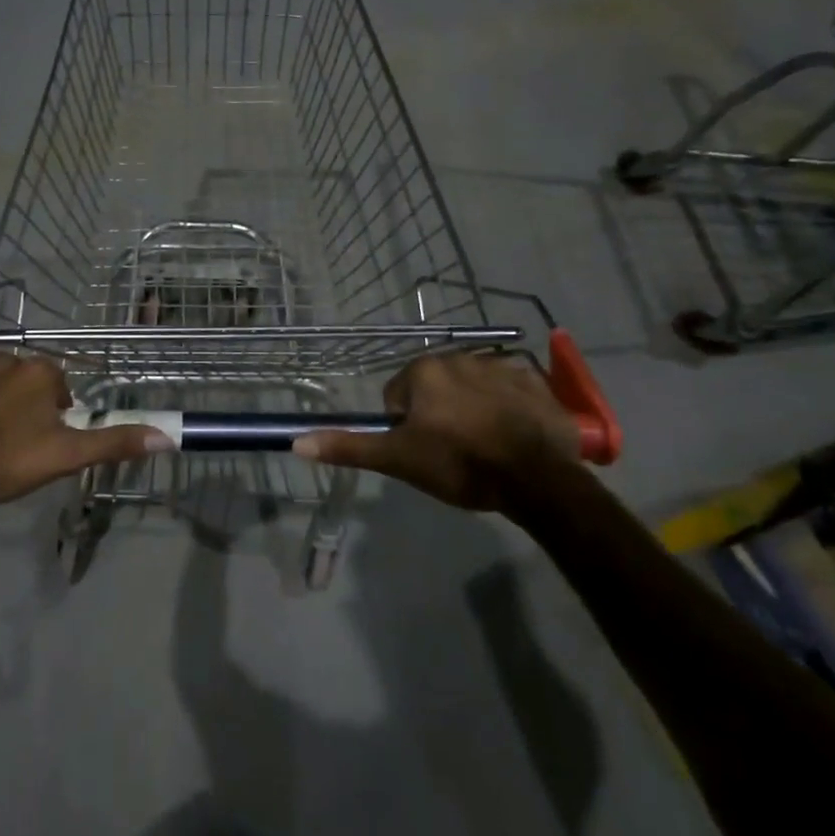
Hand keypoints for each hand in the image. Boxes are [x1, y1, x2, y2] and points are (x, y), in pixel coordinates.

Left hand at [0, 354, 172, 507]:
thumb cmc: (3, 458)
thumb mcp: (65, 456)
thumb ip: (113, 442)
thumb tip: (167, 435)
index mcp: (38, 372)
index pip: (58, 387)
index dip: (55, 416)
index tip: (43, 442)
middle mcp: (4, 357)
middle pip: (22, 381)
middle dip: (22, 406)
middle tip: (11, 444)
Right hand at [293, 352, 583, 518]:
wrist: (537, 479)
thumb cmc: (459, 464)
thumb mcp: (398, 459)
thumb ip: (349, 447)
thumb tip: (297, 442)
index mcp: (424, 370)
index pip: (399, 395)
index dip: (406, 427)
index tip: (424, 451)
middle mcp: (460, 356)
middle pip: (436, 388)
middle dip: (439, 414)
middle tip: (453, 451)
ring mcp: (502, 366)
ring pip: (472, 388)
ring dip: (473, 408)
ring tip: (486, 447)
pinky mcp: (535, 383)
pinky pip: (511, 391)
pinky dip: (509, 408)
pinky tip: (515, 436)